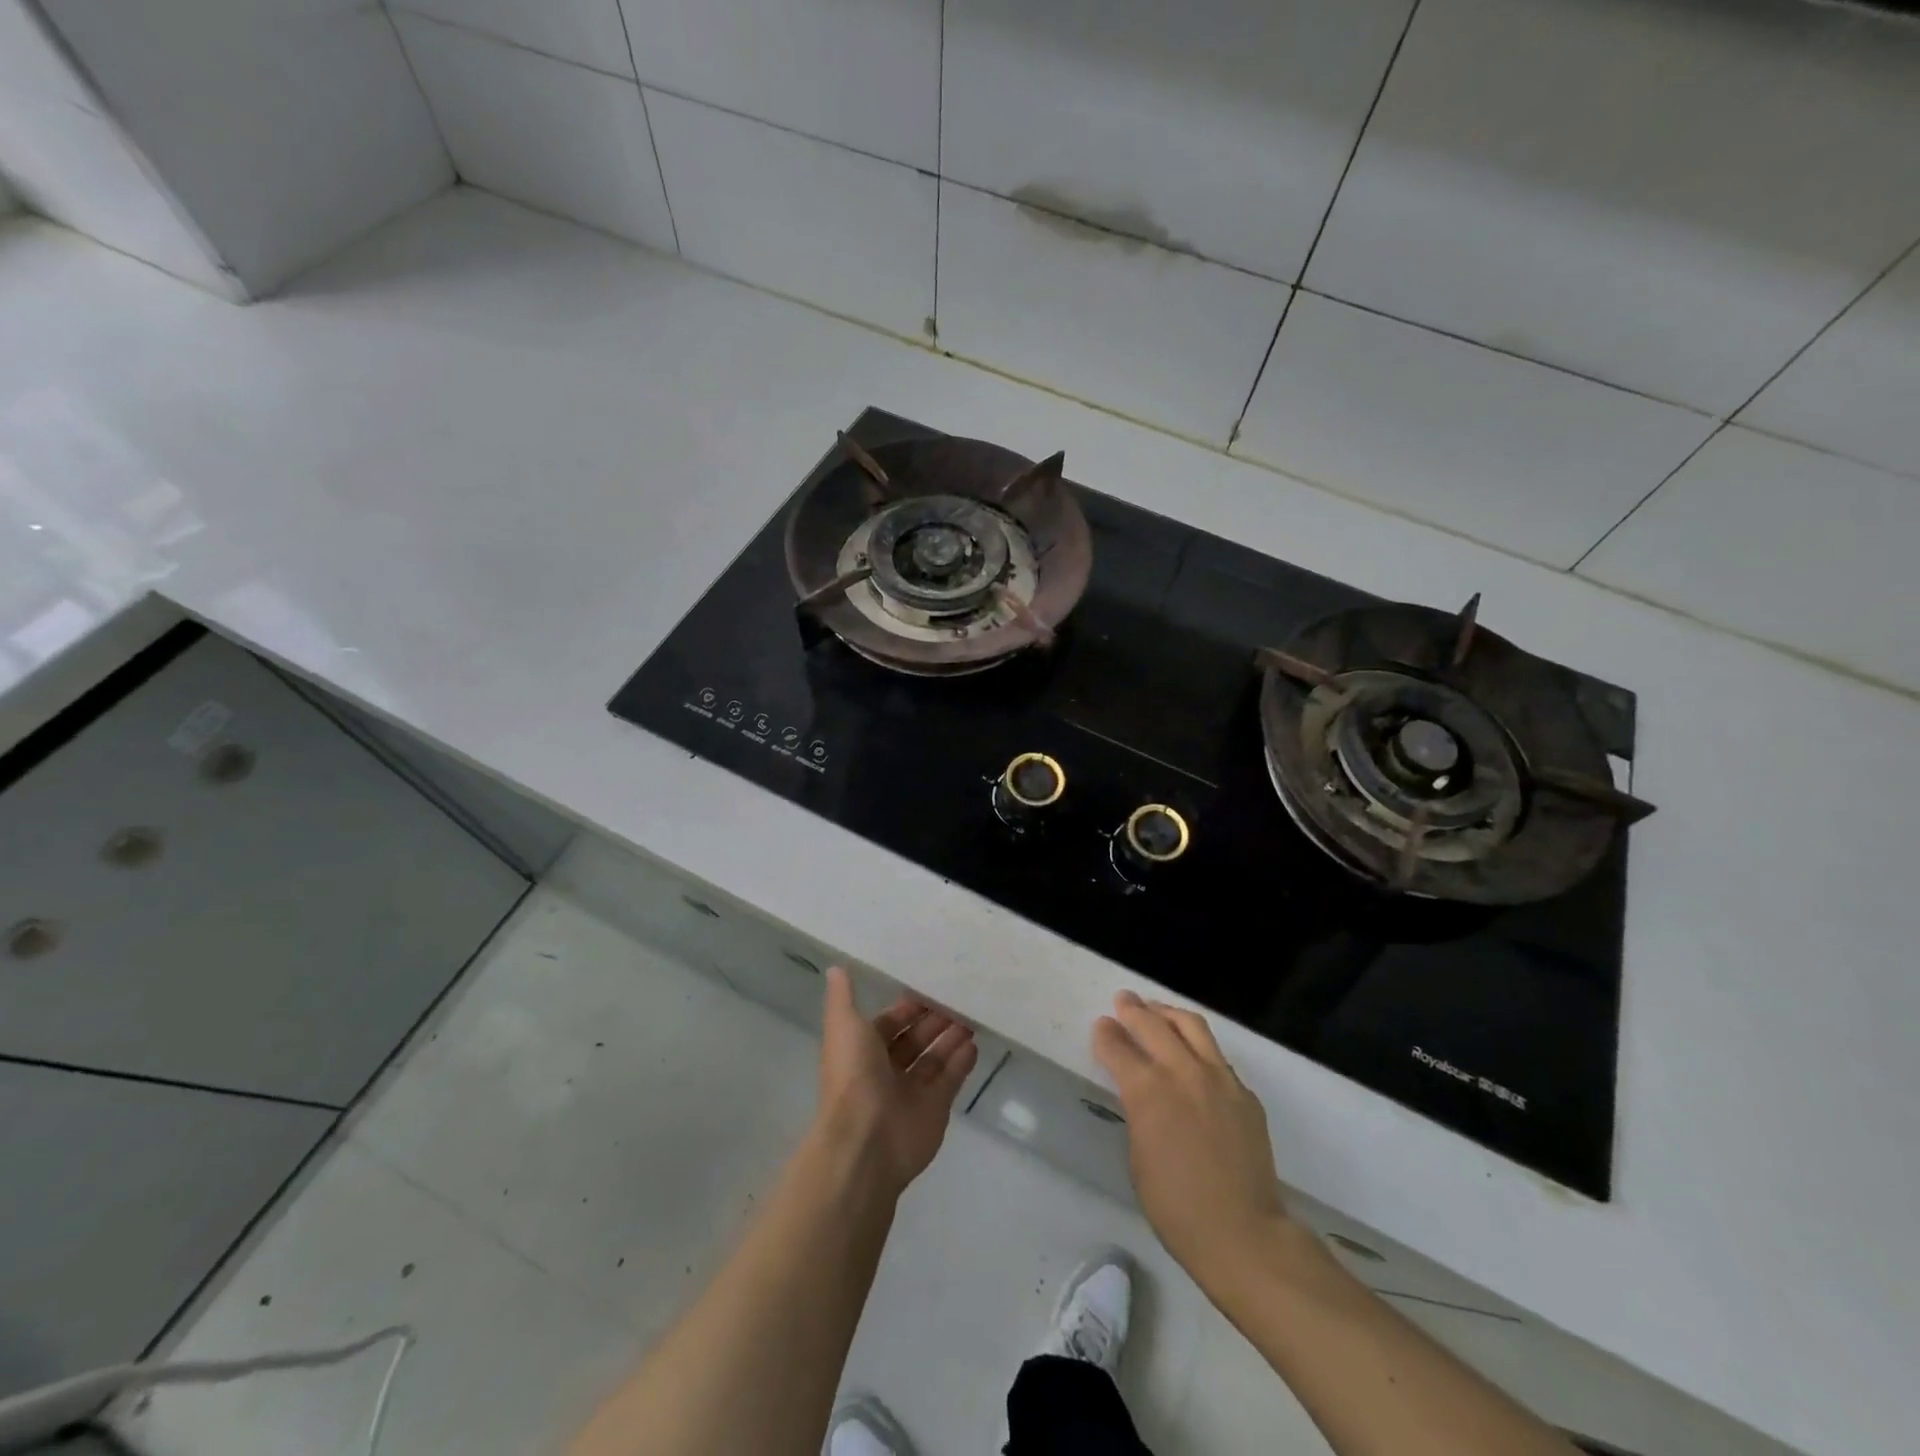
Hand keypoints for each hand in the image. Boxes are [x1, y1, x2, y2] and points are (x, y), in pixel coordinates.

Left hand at [812, 967, 978, 1199]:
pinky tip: (974, 1044)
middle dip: (934, 1021)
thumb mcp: (843, 1026)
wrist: (865, 1141)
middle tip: (960, 999)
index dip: (908, 1007)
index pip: (889, 1022)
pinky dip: (962, 1063)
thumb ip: (842, 997)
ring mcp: (911, 1092)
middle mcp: (886, 1070)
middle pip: (915, 1040)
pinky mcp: (934, 1109)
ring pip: (935, 1059)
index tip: (931, 986)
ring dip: (951, 1038)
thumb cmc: (853, 1076)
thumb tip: (835, 966)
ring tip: (972, 1017)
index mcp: (863, 1050)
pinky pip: (951, 1080)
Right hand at [1094, 991, 1290, 1291]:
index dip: (1106, 1033)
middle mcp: (1182, 1071)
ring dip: (1168, 1013)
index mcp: (1147, 1090)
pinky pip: (1217, 1056)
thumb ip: (1138, 1111)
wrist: (1243, 1232)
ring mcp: (1219, 1078)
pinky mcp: (1244, 1093)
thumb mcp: (1138, 1156)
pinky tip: (1192, 1055)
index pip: (1118, 1047)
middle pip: (1153, 1024)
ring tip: (1157, 1010)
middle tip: (1123, 1000)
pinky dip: (1197, 1045)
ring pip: (1190, 1025)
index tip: (1101, 1025)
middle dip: (1133, 1009)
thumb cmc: (1176, 1206)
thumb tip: (1138, 1091)